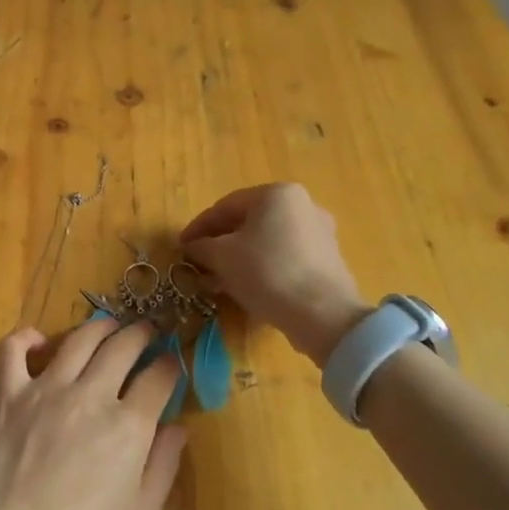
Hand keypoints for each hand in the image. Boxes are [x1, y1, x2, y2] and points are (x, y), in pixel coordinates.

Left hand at [0, 318, 186, 509]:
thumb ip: (164, 466)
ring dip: (98, 327)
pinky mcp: (9, 394)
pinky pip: (13, 350)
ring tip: (108, 325)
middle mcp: (91, 395)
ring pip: (77, 340)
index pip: (158, 378)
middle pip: (121, 347)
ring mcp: (46, 389)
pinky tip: (38, 340)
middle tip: (146, 330)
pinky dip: (25, 338)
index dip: (169, 365)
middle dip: (140, 334)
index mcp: (129, 426)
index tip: (171, 361)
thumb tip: (178, 427)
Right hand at [180, 183, 369, 364]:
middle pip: (247, 222)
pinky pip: (284, 256)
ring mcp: (319, 232)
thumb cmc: (267, 272)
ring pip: (265, 241)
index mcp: (276, 194)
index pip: (225, 206)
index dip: (198, 227)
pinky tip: (245, 287)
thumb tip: (191, 247)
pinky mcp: (327, 260)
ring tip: (218, 280)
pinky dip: (261, 267)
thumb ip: (201, 246)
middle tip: (199, 263)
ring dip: (238, 257)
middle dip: (219, 243)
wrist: (323, 315)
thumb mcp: (222, 256)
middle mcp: (302, 205)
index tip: (181, 246)